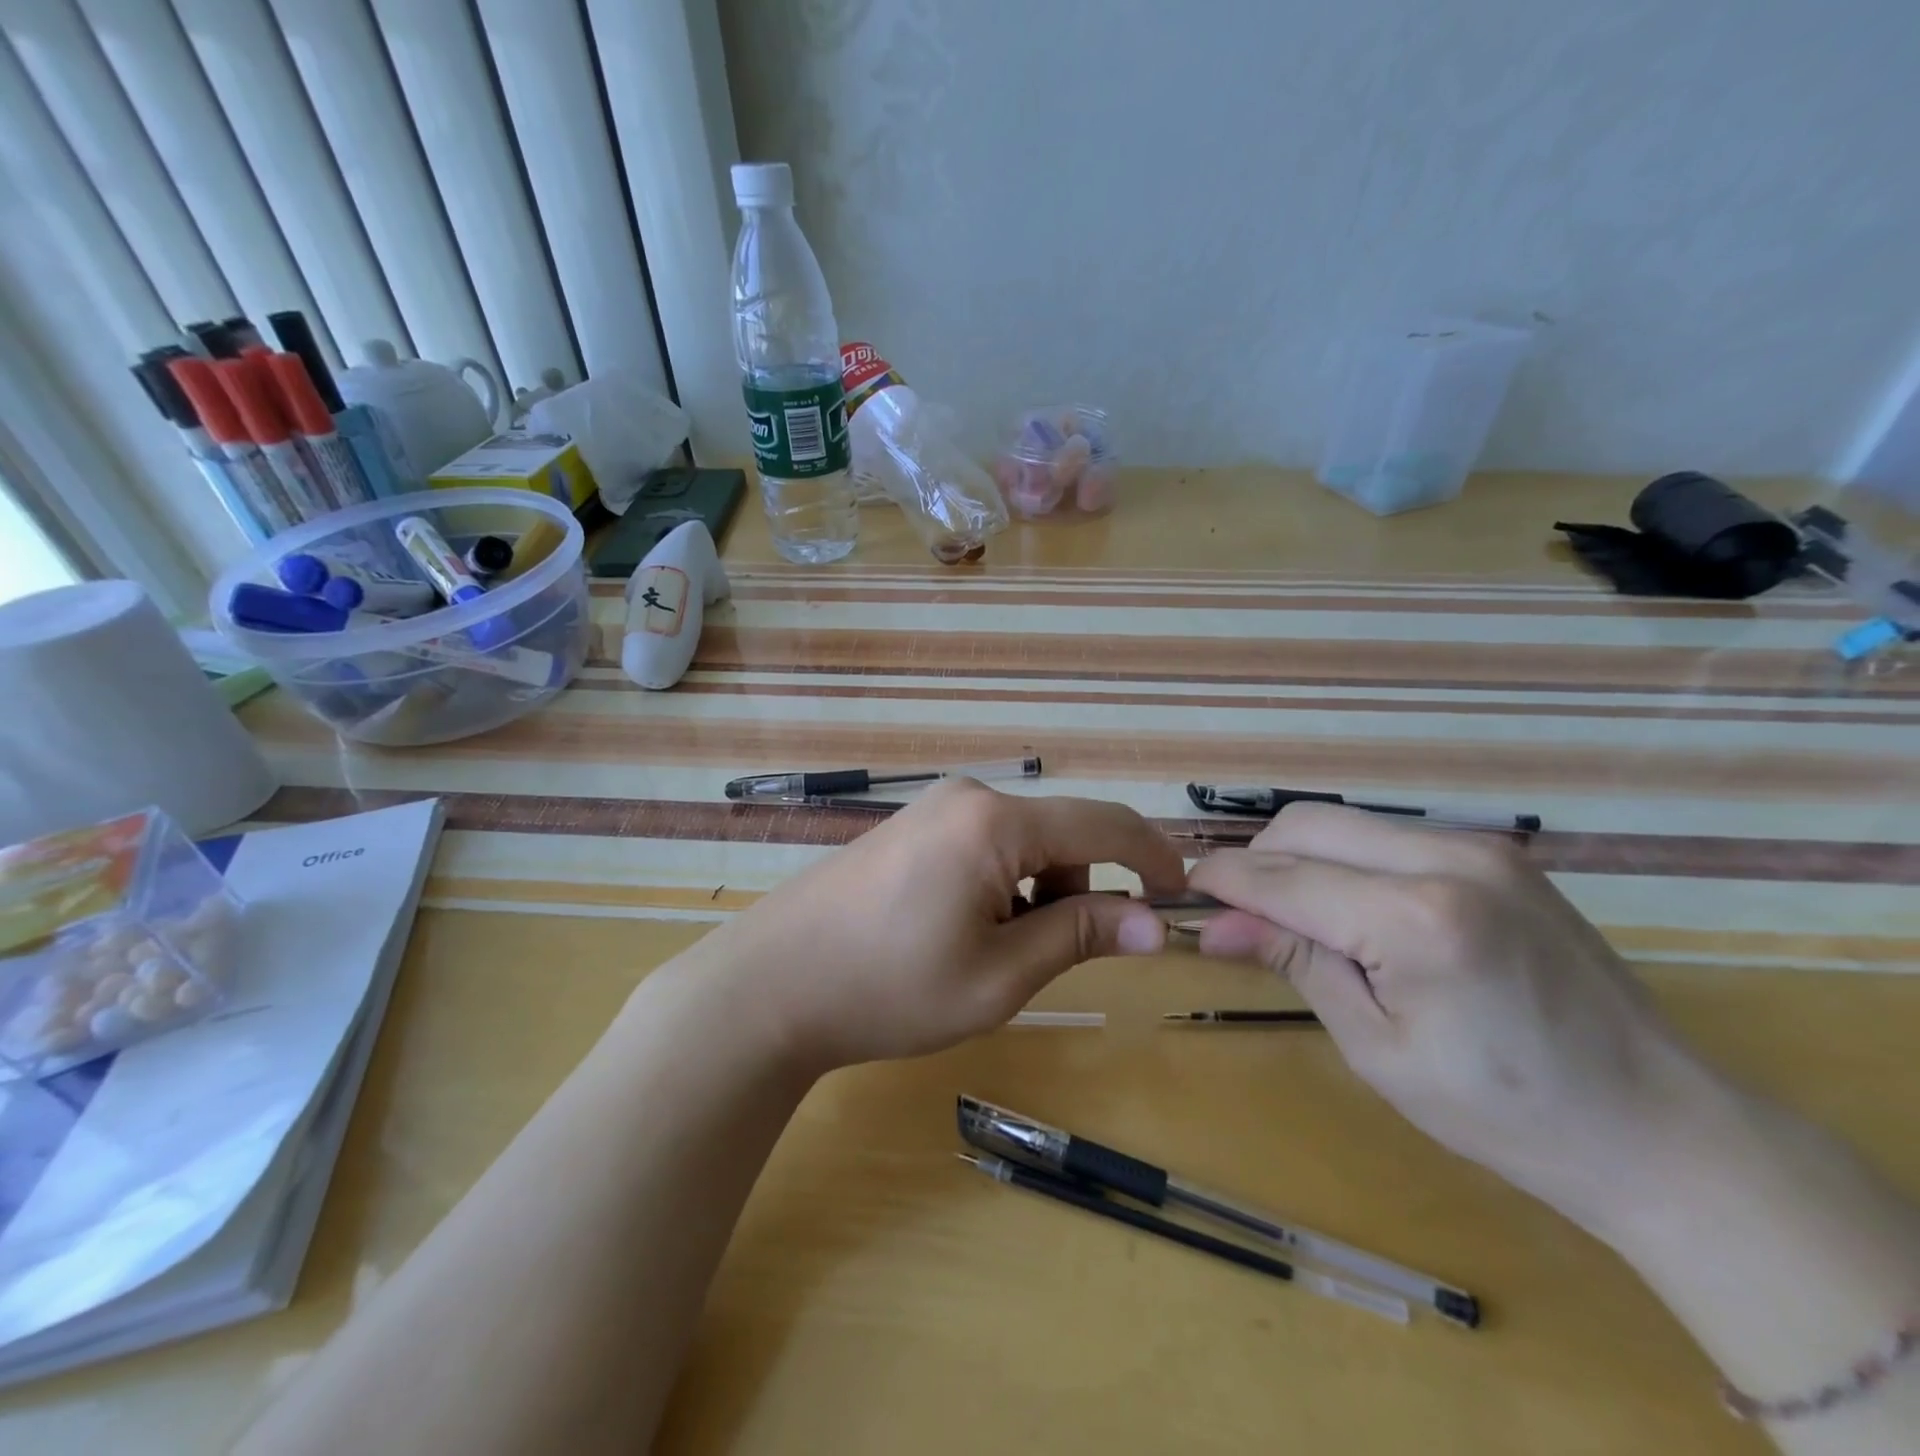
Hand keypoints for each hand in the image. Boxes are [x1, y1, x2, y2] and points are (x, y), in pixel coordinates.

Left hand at [693, 780, 1186, 1070]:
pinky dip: (1000, 885)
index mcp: (995, 822)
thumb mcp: (999, 975)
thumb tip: (1157, 924)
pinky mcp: (910, 827)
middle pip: (1061, 835)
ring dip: (1034, 894)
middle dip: (1076, 892)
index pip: (1104, 825)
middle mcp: (968, 797)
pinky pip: (983, 845)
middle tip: (1042, 960)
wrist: (771, 985)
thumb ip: (1080, 935)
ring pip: (1022, 843)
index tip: (1182, 894)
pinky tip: (958, 930)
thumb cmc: (889, 987)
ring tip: (989, 954)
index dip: (1152, 857)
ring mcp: (933, 807)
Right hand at [1185, 805, 1723, 1234]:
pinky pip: (1389, 836)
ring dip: (1299, 858)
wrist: (1662, 1129)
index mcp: (1415, 919)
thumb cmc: (1504, 1113)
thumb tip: (1212, 926)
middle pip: (1305, 825)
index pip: (1281, 877)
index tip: (1183, 896)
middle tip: (1240, 916)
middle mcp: (1446, 859)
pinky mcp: (1499, 853)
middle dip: (1256, 860)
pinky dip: (1347, 861)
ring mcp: (1480, 847)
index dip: (1221, 882)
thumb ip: (1294, 963)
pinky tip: (1353, 911)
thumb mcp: (1377, 1047)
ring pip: (1344, 822)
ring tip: (1295, 918)